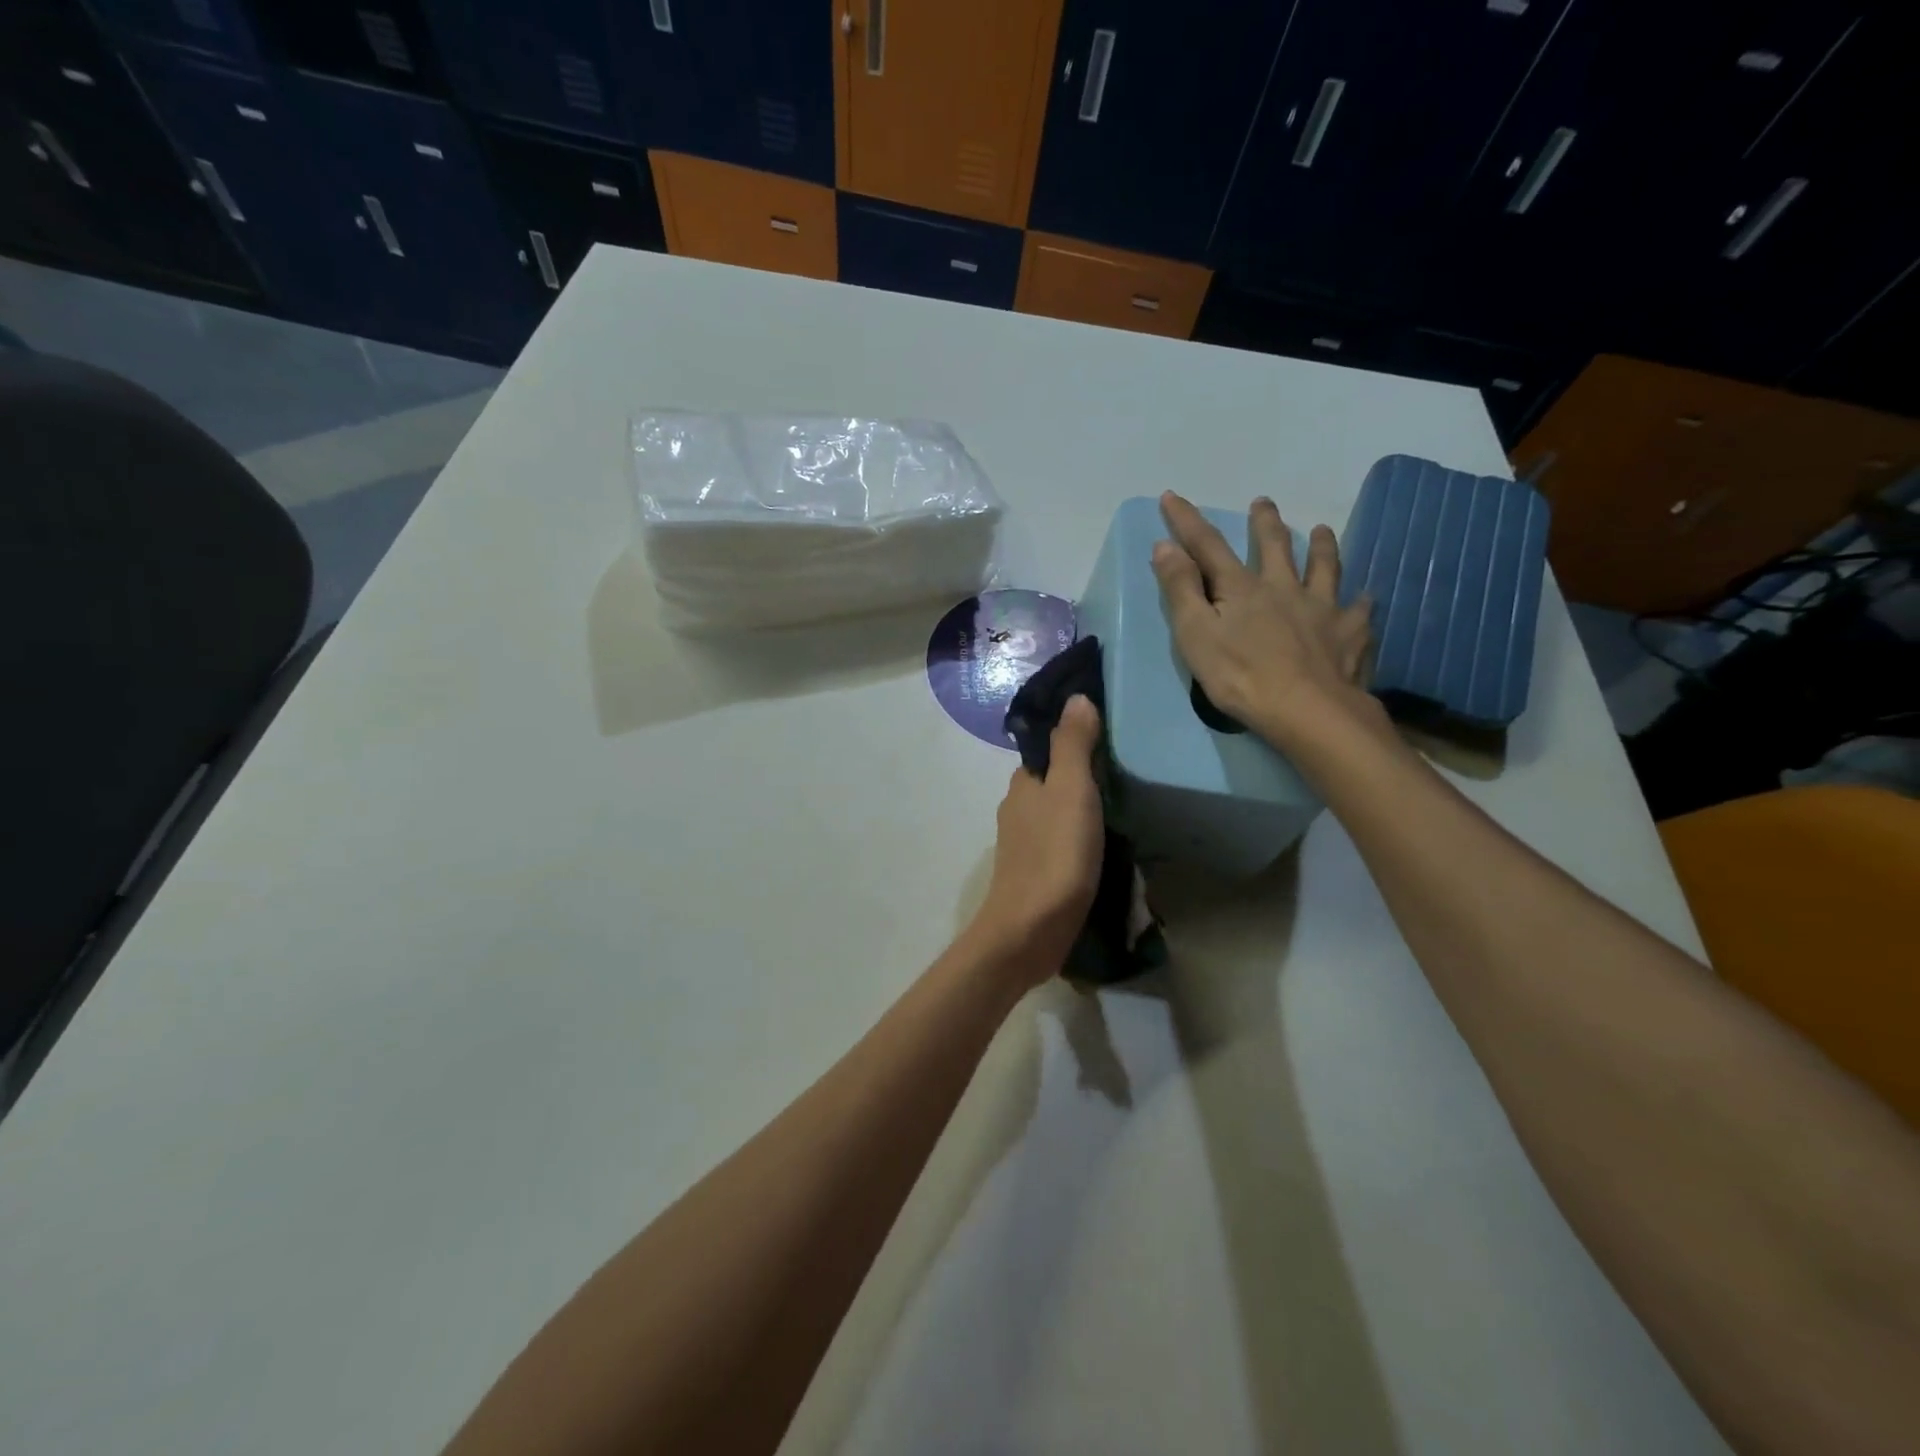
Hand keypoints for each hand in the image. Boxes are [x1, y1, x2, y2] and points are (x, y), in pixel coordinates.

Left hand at [968, 696, 1104, 986]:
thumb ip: (1073, 745)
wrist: (1030, 930)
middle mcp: (1018, 808)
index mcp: (1023, 784)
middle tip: (1129, 770)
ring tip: (1126, 805)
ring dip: (1083, 808)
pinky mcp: (1036, 872)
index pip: (1049, 749)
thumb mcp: (1071, 791)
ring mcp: (1024, 843)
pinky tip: (1107, 844)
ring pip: (1058, 812)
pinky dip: (1081, 836)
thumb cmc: (1054, 855)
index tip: (1112, 733)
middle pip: (1054, 781)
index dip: (1075, 738)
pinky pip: (1062, 842)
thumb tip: (1076, 698)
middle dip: (1083, 774)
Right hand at [1152, 491, 1380, 753]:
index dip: (1187, 521)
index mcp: (1241, 588)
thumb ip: (1181, 589)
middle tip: (1263, 503)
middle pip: (1275, 546)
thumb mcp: (1195, 634)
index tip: (1172, 496)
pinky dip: (1361, 602)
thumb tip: (1165, 545)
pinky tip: (1365, 599)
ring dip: (1321, 546)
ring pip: (1324, 568)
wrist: (1307, 710)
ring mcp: (1322, 608)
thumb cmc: (1240, 676)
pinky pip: (1359, 612)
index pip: (1207, 546)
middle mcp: (1284, 587)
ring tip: (1321, 531)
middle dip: (1265, 523)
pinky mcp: (1350, 634)